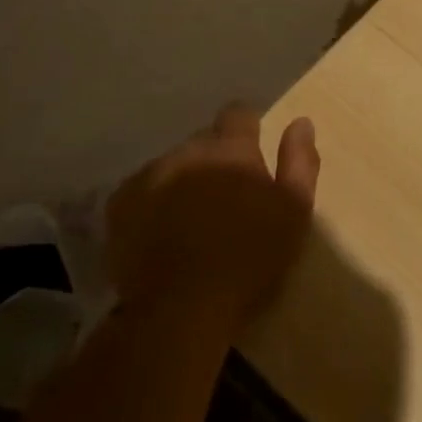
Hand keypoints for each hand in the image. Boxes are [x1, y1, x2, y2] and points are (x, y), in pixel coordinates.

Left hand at [106, 104, 319, 339]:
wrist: (182, 307)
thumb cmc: (249, 259)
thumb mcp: (293, 212)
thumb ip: (300, 162)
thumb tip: (301, 122)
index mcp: (231, 150)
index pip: (238, 114)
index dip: (246, 126)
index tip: (252, 147)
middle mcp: (187, 151)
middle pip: (203, 141)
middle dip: (215, 158)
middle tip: (224, 196)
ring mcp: (149, 175)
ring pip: (171, 165)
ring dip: (183, 180)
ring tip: (190, 218)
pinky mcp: (120, 203)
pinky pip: (141, 189)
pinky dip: (152, 202)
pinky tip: (160, 231)